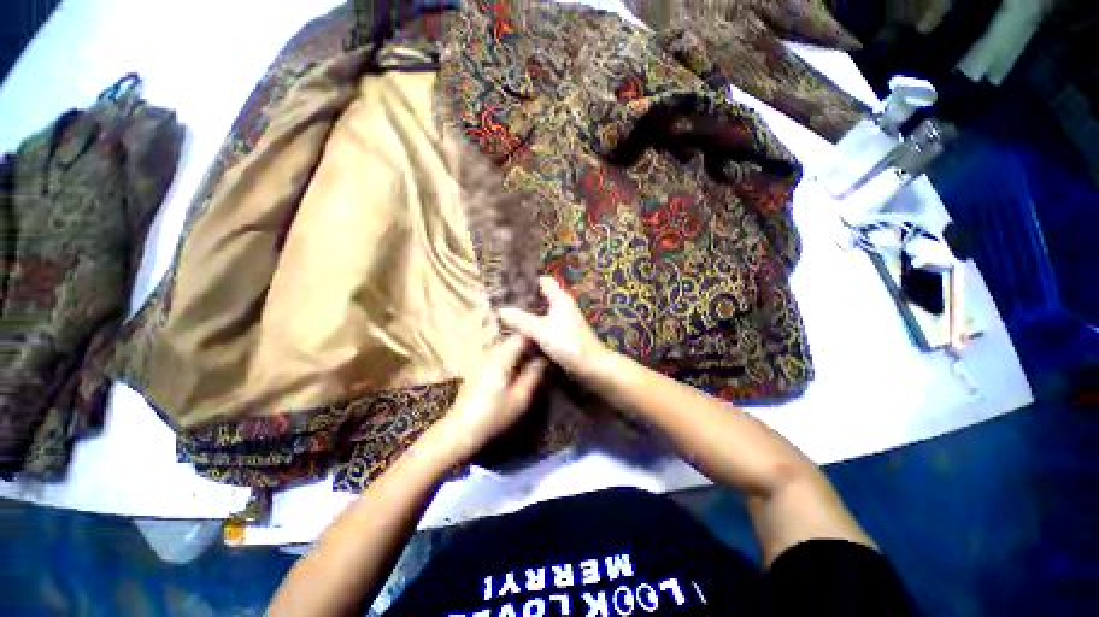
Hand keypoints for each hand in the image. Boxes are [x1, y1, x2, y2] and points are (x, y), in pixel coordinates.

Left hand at [429, 335, 546, 461]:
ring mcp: (481, 360)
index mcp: (502, 357)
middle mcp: (490, 354)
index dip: (535, 338)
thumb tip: (543, 360)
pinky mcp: (477, 369)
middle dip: (527, 344)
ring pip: (504, 347)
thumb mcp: (520, 398)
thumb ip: (533, 375)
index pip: (520, 337)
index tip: (547, 345)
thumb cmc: (494, 415)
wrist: (461, 430)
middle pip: (511, 340)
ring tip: (530, 362)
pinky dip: (508, 358)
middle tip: (541, 355)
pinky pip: (496, 355)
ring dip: (517, 351)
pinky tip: (514, 371)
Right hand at [499, 277, 610, 381]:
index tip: (509, 281)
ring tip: (508, 314)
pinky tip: (522, 332)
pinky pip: (545, 325)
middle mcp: (563, 306)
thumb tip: (501, 311)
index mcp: (560, 299)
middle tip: (503, 300)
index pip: (544, 282)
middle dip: (525, 298)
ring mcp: (564, 320)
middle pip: (542, 296)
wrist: (592, 366)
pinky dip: (535, 325)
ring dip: (529, 313)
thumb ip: (521, 320)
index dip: (528, 280)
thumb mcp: (541, 330)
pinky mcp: (564, 334)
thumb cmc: (568, 343)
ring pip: (543, 312)